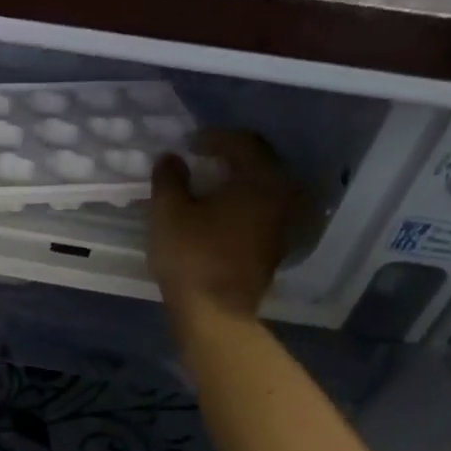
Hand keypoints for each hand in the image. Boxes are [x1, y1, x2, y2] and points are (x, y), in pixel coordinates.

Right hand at [149, 130, 303, 318]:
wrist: (215, 313)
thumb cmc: (191, 256)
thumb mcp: (168, 212)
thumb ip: (169, 179)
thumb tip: (171, 158)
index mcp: (260, 178)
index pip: (242, 143)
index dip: (213, 137)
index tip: (189, 143)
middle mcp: (282, 195)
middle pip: (258, 164)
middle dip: (229, 158)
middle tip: (201, 159)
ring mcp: (282, 224)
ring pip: (262, 189)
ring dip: (237, 183)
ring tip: (208, 187)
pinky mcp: (274, 248)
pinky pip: (261, 212)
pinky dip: (241, 205)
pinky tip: (219, 214)